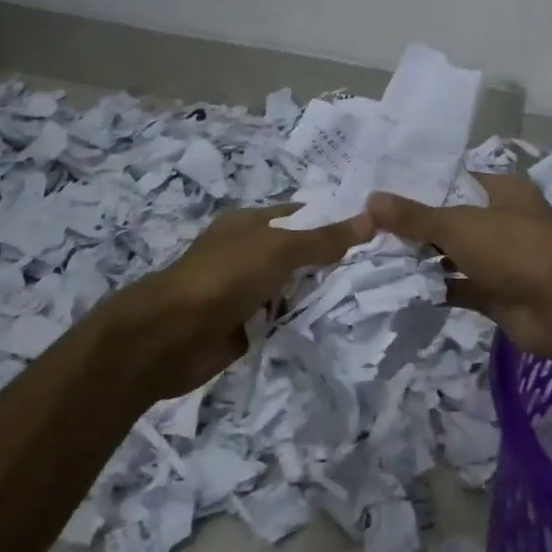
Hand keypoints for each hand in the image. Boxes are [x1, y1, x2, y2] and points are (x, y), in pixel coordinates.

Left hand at [138, 204, 371, 395]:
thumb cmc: (224, 278)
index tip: (377, 230)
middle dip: (334, 262)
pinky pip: (284, 320)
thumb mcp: (279, 249)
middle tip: (381, 268)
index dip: (335, 220)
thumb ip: (324, 239)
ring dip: (320, 295)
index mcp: (250, 225)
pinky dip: (303, 322)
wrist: (170, 336)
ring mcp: (247, 292)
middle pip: (300, 254)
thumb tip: (372, 218)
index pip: (302, 215)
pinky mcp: (247, 327)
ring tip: (368, 297)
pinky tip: (337, 325)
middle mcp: (249, 254)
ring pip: (294, 289)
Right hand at [368, 173, 551, 361]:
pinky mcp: (495, 294)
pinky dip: (434, 289)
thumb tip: (371, 200)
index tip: (381, 190)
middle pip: (451, 220)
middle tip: (368, 227)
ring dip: (422, 259)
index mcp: (502, 192)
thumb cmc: (514, 249)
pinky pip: (458, 288)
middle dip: (415, 226)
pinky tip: (398, 288)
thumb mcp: (459, 225)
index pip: (456, 180)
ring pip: (453, 256)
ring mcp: (500, 261)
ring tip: (373, 256)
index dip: (421, 185)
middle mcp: (502, 222)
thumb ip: (415, 216)